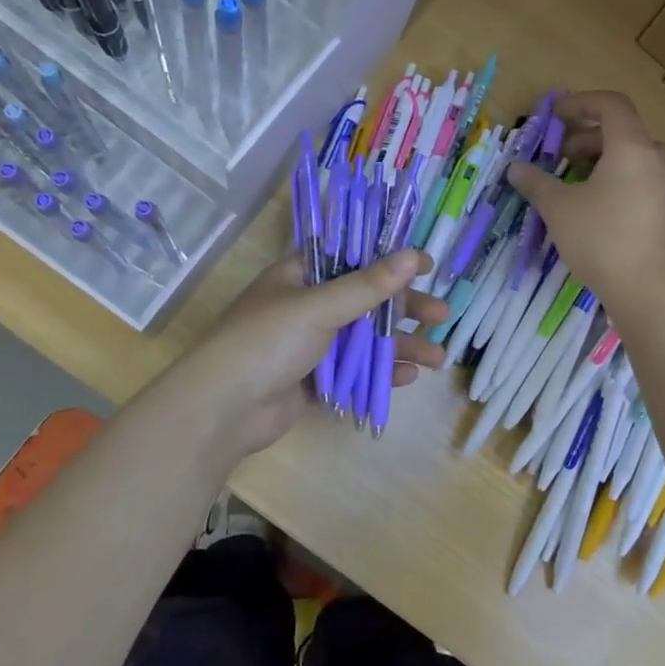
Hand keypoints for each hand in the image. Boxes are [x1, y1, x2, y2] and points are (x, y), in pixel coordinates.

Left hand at [181, 250, 449, 456]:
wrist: (223, 409)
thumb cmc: (267, 342)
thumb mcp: (319, 307)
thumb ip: (367, 285)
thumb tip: (412, 255)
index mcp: (301, 276)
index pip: (353, 258)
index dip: (390, 260)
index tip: (426, 265)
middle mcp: (307, 306)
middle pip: (366, 301)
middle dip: (405, 309)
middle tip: (442, 316)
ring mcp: (310, 345)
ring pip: (364, 340)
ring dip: (400, 345)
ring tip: (438, 358)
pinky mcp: (312, 381)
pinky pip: (354, 372)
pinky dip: (380, 373)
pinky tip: (407, 378)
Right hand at [508, 91, 664, 313]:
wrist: (646, 288)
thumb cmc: (600, 238)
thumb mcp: (558, 207)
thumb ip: (536, 182)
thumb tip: (515, 168)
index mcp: (630, 147)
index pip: (611, 104)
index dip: (580, 102)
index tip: (554, 115)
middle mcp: (652, 158)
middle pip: (620, 130)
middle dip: (585, 134)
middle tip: (558, 152)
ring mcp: (660, 185)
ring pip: (628, 156)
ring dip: (597, 158)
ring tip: (569, 178)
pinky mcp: (660, 209)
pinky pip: (635, 178)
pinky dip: (611, 177)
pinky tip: (588, 203)